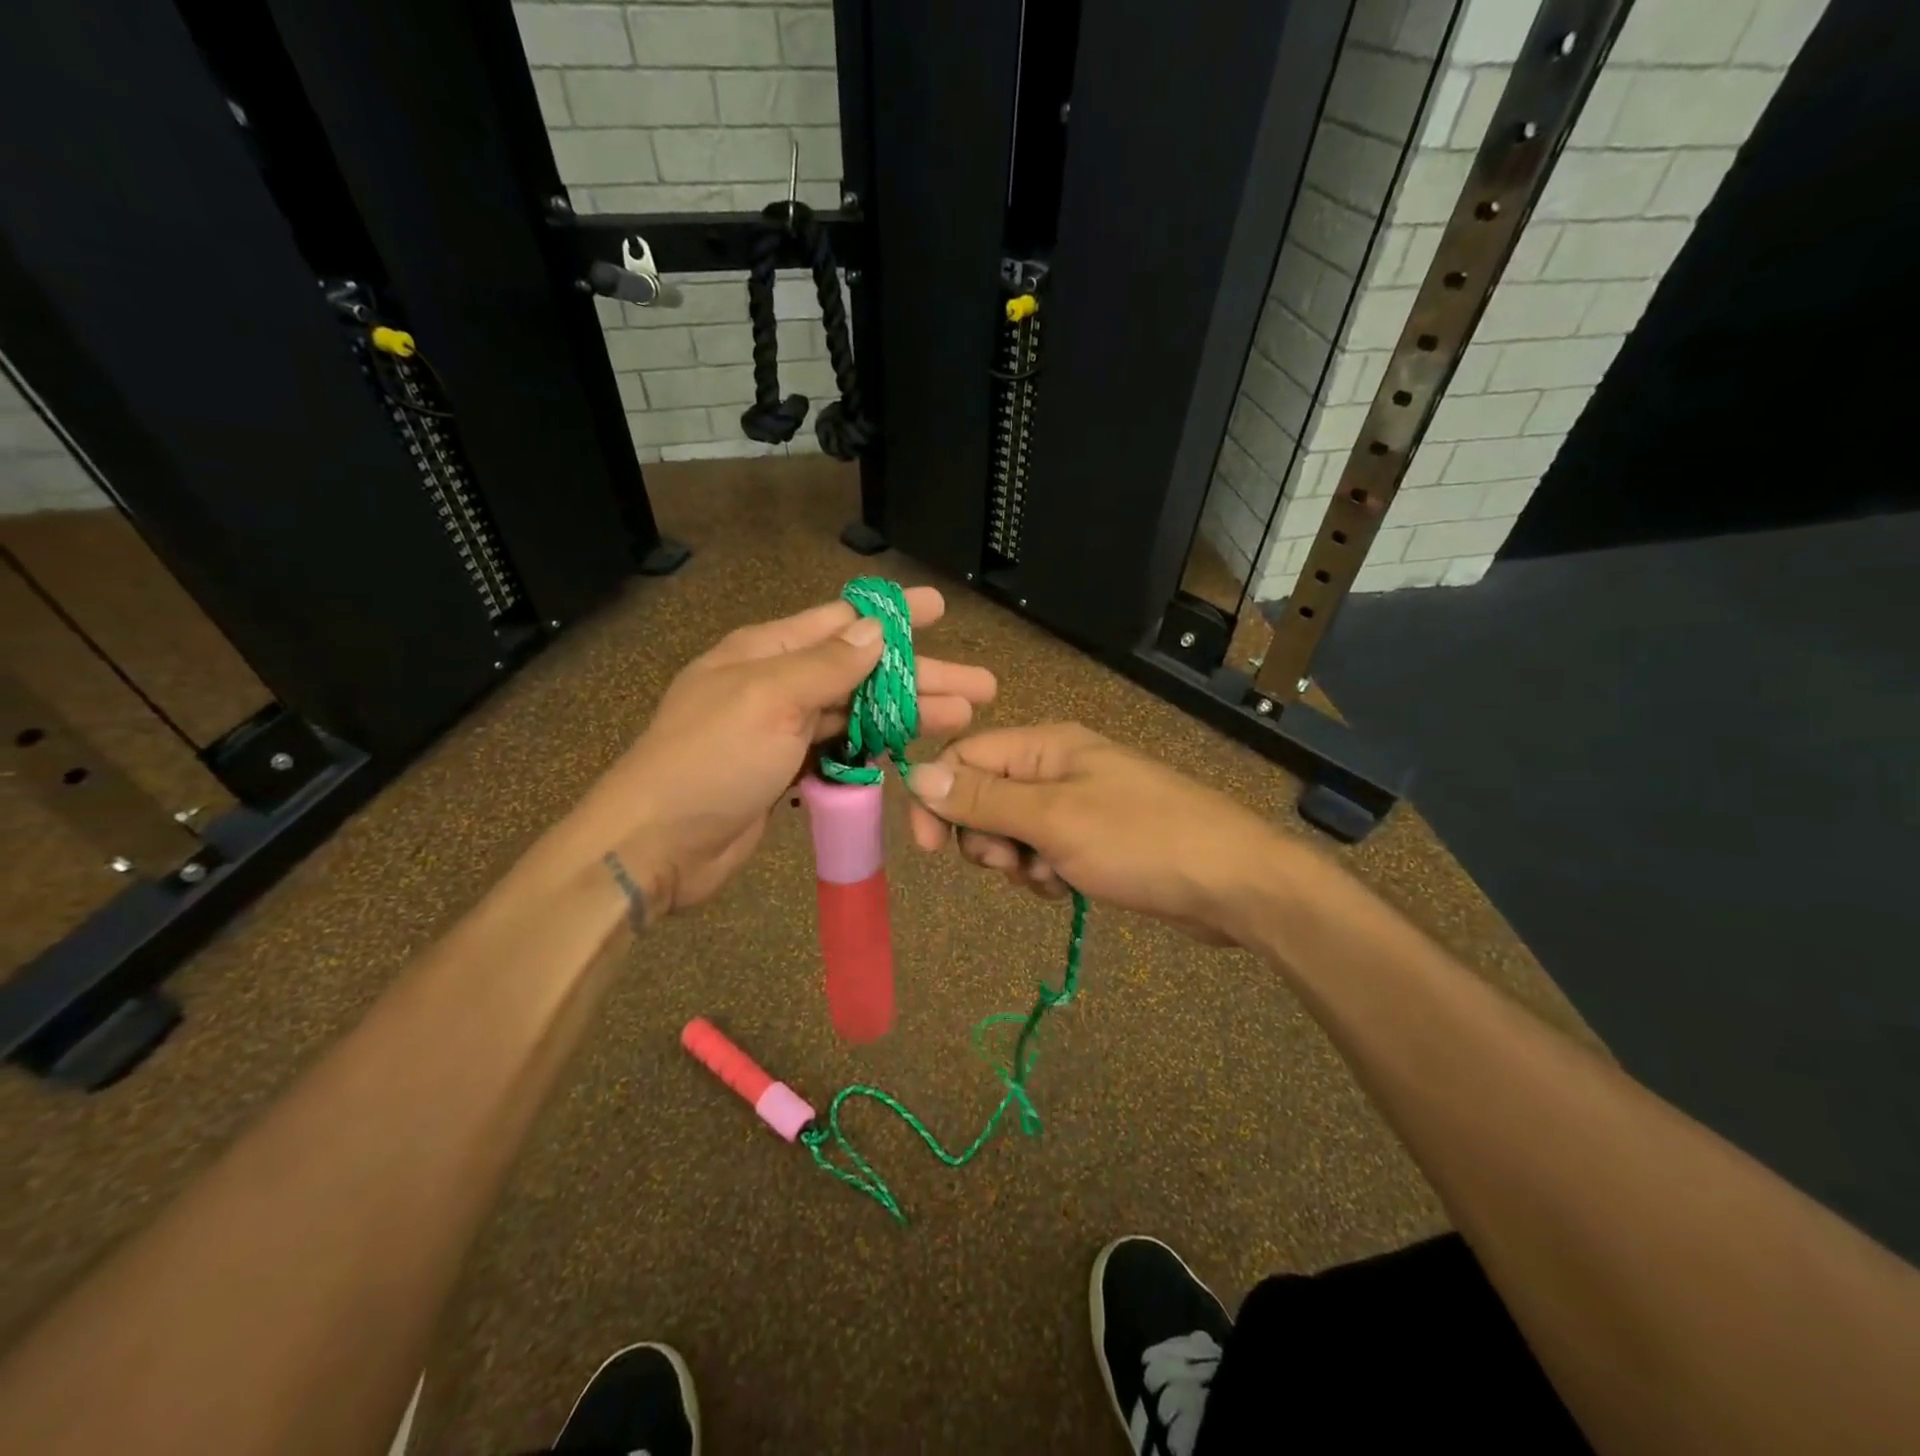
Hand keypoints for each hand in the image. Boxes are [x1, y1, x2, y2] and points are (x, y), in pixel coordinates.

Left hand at [566, 587, 994, 919]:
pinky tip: (908, 753)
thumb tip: (876, 630)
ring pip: (857, 713)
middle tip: (980, 687)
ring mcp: (783, 731)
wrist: (657, 845)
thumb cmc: (710, 760)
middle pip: (862, 671)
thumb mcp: (769, 699)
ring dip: (906, 715)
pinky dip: (874, 749)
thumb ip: (827, 665)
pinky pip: (841, 751)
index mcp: (768, 651)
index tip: (940, 610)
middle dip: (921, 676)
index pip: (842, 620)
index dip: (895, 616)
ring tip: (961, 720)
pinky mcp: (788, 772)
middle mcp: (778, 683)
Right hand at [905, 723, 1288, 944]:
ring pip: (1010, 831)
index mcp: (1045, 745)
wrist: (1232, 883)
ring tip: (1050, 877)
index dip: (938, 798)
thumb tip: (916, 773)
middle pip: (983, 796)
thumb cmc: (1141, 840)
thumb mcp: (1054, 819)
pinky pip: (1042, 852)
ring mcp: (1076, 803)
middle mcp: (1055, 766)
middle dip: (985, 837)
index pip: (964, 757)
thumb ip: (983, 798)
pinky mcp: (1092, 838)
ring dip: (1016, 862)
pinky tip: (1067, 888)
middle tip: (1013, 863)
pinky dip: (1043, 873)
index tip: (930, 849)